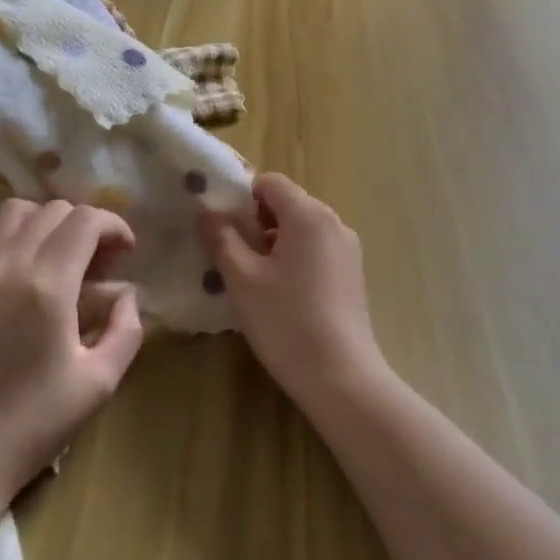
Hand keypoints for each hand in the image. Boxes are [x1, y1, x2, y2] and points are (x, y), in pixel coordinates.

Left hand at [0, 199, 145, 509]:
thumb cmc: (32, 425)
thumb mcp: (99, 384)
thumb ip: (126, 330)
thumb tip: (128, 296)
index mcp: (48, 286)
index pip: (86, 221)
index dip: (114, 225)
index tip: (126, 252)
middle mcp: (7, 266)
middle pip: (52, 211)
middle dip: (84, 223)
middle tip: (96, 260)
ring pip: (9, 212)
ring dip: (41, 218)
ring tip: (54, 249)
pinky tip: (0, 233)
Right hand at [199, 173, 384, 411]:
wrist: (341, 377)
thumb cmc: (286, 322)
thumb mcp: (242, 279)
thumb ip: (222, 238)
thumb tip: (207, 211)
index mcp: (308, 214)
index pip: (270, 182)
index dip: (241, 197)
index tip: (221, 226)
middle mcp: (333, 221)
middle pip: (287, 203)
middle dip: (256, 221)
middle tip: (231, 253)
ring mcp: (347, 248)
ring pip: (301, 227)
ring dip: (274, 241)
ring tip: (251, 276)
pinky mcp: (352, 272)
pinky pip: (316, 248)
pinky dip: (294, 257)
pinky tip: (279, 292)